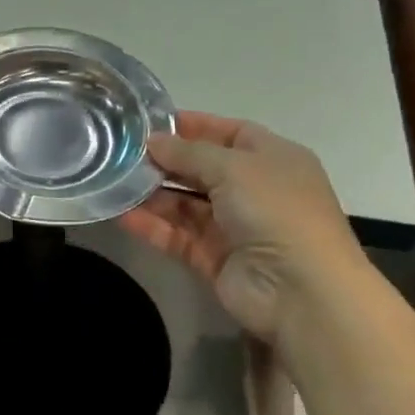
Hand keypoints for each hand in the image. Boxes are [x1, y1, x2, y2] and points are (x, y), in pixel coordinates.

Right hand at [121, 112, 365, 340]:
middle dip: (165, 161)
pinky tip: (121, 215)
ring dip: (153, 194)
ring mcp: (234, 227)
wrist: (299, 290)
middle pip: (202, 169)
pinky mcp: (214, 258)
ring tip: (114, 181)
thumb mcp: (234, 168)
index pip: (229, 133)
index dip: (193, 126)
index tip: (150, 123)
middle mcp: (254, 190)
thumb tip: (153, 140)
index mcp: (273, 159)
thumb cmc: (276, 211)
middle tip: (122, 153)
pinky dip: (152, 226)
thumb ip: (189, 152)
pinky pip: (178, 236)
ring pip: (185, 204)